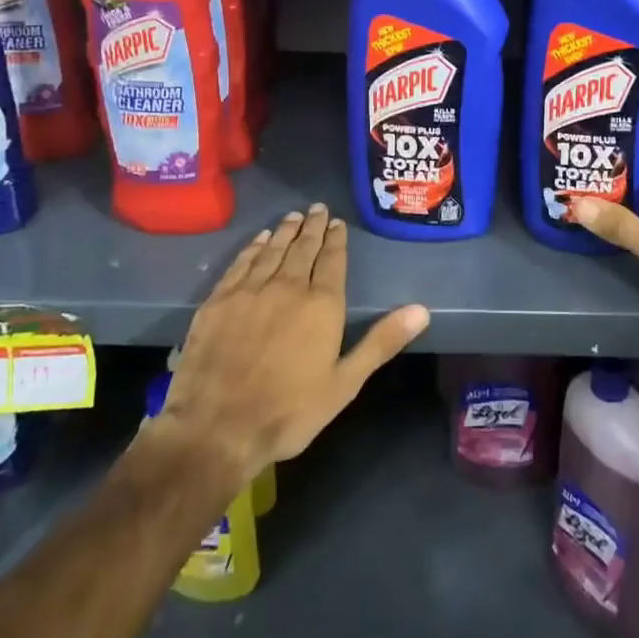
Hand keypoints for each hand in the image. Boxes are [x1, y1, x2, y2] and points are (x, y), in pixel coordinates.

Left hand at [150, 205, 428, 484]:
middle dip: (312, 227)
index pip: (332, 260)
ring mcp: (250, 292)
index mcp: (321, 305)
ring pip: (272, 250)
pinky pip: (240, 264)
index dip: (336, 239)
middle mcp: (287, 287)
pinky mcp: (219, 301)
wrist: (216, 428)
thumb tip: (421, 310)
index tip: (337, 222)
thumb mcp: (345, 383)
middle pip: (302, 248)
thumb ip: (381, 342)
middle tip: (317, 209)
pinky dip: (253, 248)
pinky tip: (259, 240)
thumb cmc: (289, 411)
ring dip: (285, 231)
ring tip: (293, 216)